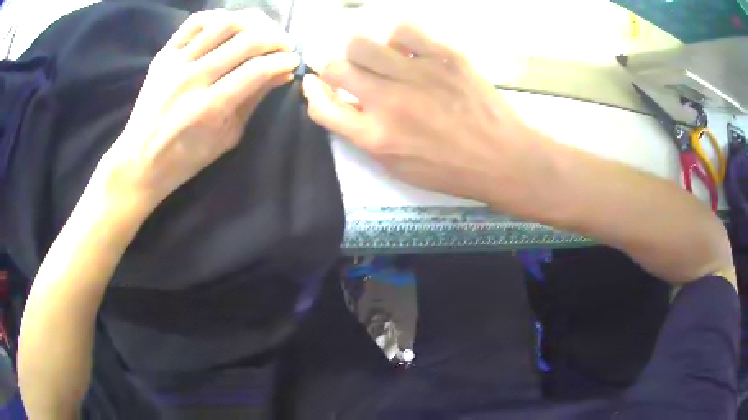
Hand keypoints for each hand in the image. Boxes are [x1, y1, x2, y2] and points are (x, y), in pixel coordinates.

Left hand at [95, 9, 299, 210]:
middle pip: (245, 41)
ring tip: (263, 30)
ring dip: (253, 22)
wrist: (139, 160)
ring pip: (223, 24)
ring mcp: (175, 64)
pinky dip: (219, 16)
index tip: (294, 60)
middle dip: (275, 38)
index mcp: (209, 109)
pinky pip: (195, 22)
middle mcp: (192, 80)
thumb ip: (253, 100)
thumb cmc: (185, 158)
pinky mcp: (163, 55)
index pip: (257, 70)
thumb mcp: (227, 137)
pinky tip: (231, 25)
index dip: (283, 60)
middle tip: (285, 44)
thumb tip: (282, 73)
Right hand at [302, 23, 542, 204]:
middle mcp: (387, 101)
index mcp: (375, 136)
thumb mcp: (399, 168)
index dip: (312, 92)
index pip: (321, 107)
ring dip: (359, 50)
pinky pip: (405, 31)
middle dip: (331, 68)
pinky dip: (397, 37)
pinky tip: (406, 49)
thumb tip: (347, 107)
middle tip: (347, 71)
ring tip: (376, 58)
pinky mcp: (444, 57)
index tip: (314, 84)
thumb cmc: (451, 171)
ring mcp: (416, 75)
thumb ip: (366, 138)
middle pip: (335, 68)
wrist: (502, 158)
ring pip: (361, 43)